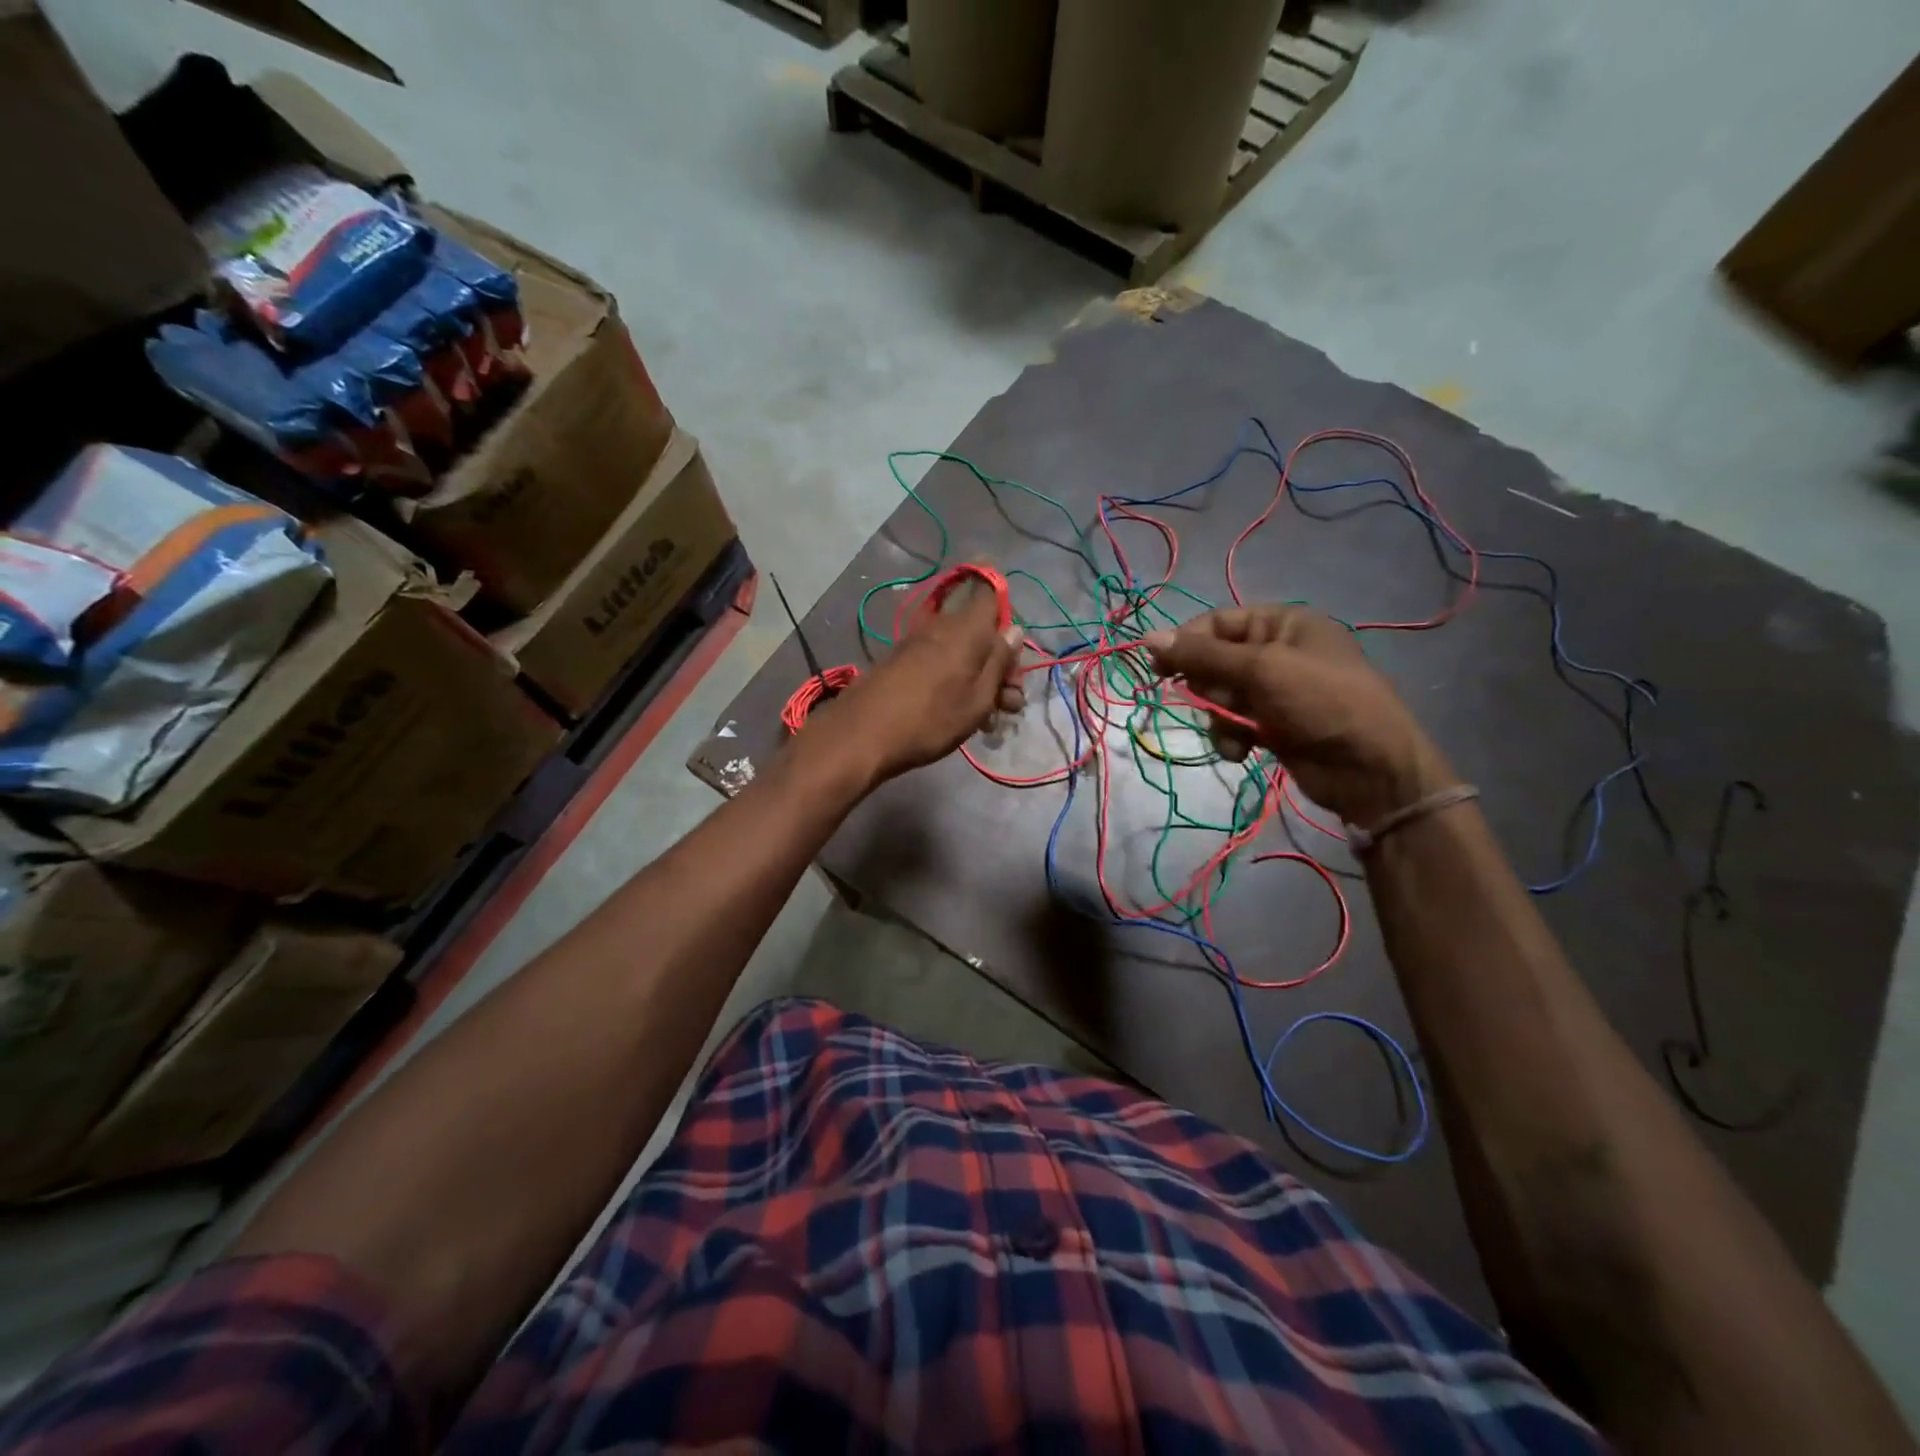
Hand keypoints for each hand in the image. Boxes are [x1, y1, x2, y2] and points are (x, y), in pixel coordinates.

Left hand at [820, 571, 1024, 782]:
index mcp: (967, 627)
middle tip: (1011, 703)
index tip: (1014, 642)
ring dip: (981, 678)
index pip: (989, 590)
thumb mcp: (978, 698)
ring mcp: (918, 643)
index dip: (1005, 603)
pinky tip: (963, 714)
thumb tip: (1014, 629)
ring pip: (962, 650)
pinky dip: (957, 681)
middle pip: (981, 630)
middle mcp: (942, 626)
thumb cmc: (931, 719)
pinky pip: (941, 661)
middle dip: (1002, 663)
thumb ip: (999, 662)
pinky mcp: (902, 661)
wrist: (862, 735)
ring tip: (991, 719)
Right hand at [1144, 606, 1454, 825]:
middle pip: (1215, 661)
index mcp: (1283, 623)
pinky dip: (1232, 736)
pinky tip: (1242, 751)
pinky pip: (1234, 723)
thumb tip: (1147, 637)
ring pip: (1220, 696)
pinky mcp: (1274, 724)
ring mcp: (1276, 691)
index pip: (1217, 623)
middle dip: (1209, 687)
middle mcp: (1278, 651)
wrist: (1370, 768)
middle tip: (1216, 702)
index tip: (1158, 668)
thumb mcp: (1260, 670)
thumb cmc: (1320, 702)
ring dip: (1219, 718)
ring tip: (1236, 733)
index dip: (1186, 643)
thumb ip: (1202, 655)